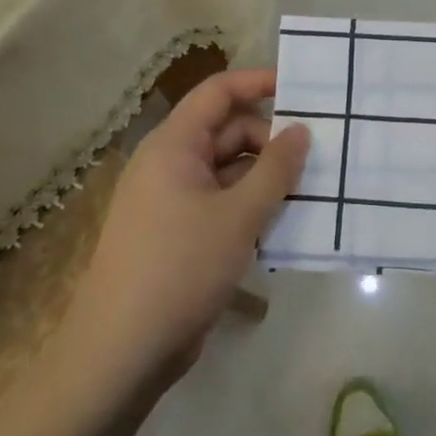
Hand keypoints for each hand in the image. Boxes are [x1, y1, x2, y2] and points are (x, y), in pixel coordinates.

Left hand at [67, 69, 308, 392]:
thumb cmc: (179, 268)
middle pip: (227, 132)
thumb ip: (275, 168)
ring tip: (308, 193)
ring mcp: (171, 201)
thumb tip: (301, 130)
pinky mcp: (177, 234)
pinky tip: (281, 226)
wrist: (120, 352)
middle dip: (271, 141)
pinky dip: (249, 207)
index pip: (218, 92)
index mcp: (174, 145)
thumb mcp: (239, 215)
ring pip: (227, 171)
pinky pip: (220, 203)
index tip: (302, 90)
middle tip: (316, 160)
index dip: (258, 83)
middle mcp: (169, 164)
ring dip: (264, 178)